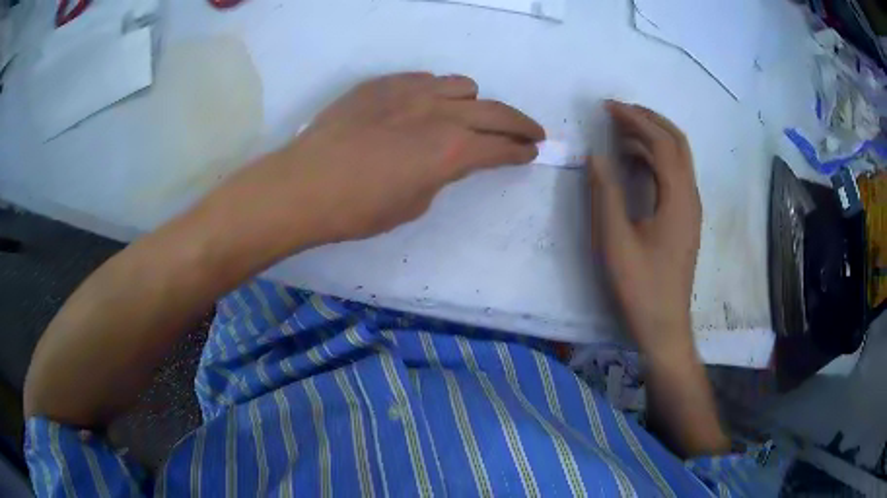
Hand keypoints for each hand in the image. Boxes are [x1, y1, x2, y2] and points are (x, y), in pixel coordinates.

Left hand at [226, 73, 543, 253]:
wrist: (304, 185)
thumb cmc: (358, 209)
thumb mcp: (414, 203)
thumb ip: (442, 173)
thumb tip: (449, 158)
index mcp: (451, 150)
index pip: (502, 147)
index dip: (521, 151)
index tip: (531, 152)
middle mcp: (439, 112)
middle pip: (495, 110)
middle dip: (519, 124)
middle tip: (530, 132)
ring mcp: (410, 91)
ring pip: (462, 85)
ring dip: (473, 103)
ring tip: (466, 117)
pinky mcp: (383, 83)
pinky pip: (425, 79)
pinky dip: (437, 92)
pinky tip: (423, 107)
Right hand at [588, 101, 701, 359]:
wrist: (664, 325)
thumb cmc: (640, 286)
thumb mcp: (615, 241)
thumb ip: (605, 194)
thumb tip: (595, 155)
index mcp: (678, 198)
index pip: (661, 142)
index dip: (635, 119)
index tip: (608, 107)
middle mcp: (690, 196)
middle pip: (677, 142)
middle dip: (648, 119)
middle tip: (617, 111)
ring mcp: (690, 208)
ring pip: (677, 157)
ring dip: (651, 138)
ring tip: (619, 132)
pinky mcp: (685, 218)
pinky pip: (673, 175)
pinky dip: (654, 159)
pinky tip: (633, 164)